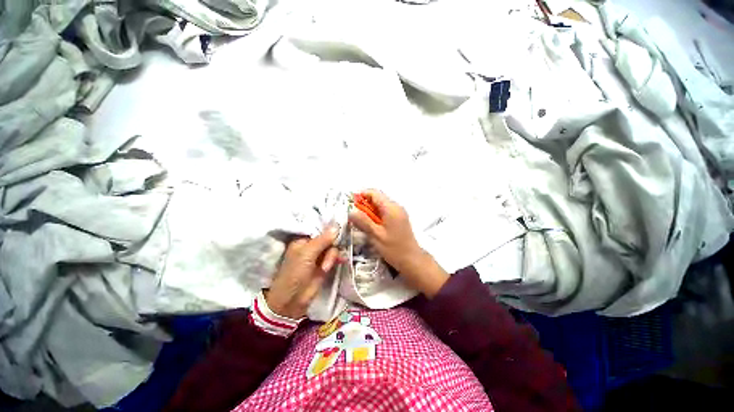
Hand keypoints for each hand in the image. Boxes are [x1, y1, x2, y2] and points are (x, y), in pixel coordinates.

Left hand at [265, 225, 339, 318]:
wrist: (293, 300)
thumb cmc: (294, 274)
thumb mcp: (307, 254)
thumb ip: (322, 240)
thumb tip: (336, 226)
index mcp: (303, 240)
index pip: (319, 229)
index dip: (329, 228)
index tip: (340, 227)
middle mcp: (311, 246)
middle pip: (328, 238)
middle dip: (331, 245)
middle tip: (329, 255)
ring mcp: (319, 256)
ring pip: (332, 248)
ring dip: (332, 256)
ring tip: (326, 267)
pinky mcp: (325, 265)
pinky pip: (335, 257)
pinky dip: (337, 259)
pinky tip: (341, 261)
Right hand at [348, 190, 448, 297]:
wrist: (412, 260)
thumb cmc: (394, 248)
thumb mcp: (376, 235)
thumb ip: (363, 222)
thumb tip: (351, 211)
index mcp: (391, 208)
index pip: (374, 193)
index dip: (362, 195)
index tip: (352, 204)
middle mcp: (396, 206)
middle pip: (377, 198)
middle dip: (365, 204)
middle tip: (355, 216)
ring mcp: (399, 212)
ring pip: (381, 205)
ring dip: (370, 211)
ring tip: (362, 222)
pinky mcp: (399, 218)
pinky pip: (385, 211)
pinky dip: (376, 215)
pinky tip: (372, 225)